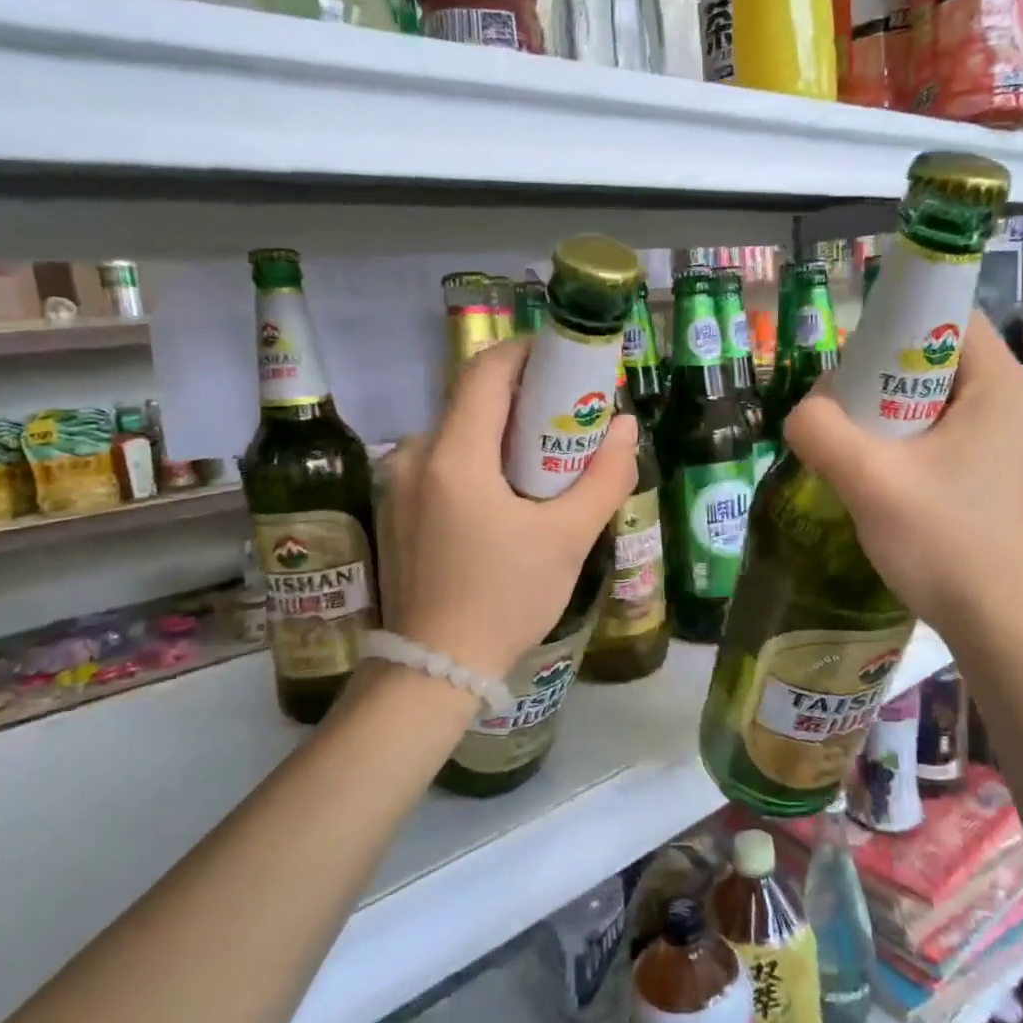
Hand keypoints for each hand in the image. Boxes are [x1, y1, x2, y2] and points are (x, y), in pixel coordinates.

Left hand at [378, 337, 637, 678]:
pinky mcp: (396, 507)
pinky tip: (508, 497)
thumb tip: (626, 428)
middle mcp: (415, 455)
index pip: (487, 370)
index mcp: (454, 456)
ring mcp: (398, 482)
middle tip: (571, 418)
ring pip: (459, 432)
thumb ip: (605, 477)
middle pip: (474, 400)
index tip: (569, 361)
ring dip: (503, 433)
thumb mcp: (568, 539)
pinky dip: (480, 460)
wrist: (432, 670)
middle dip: (526, 397)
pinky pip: (443, 462)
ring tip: (546, 464)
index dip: (530, 352)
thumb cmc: (504, 600)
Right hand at [784, 313, 1022, 638]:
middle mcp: (1005, 398)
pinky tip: (872, 473)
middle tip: (838, 412)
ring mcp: (998, 436)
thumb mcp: (870, 481)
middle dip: (876, 375)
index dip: (890, 323)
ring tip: (848, 447)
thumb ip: (821, 430)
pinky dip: (897, 440)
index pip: (942, 313)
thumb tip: (803, 410)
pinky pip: (932, 430)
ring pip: (924, 397)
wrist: (996, 625)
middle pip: (928, 355)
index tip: (846, 363)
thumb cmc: (945, 543)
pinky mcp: (984, 468)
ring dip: (880, 413)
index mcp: (997, 383)